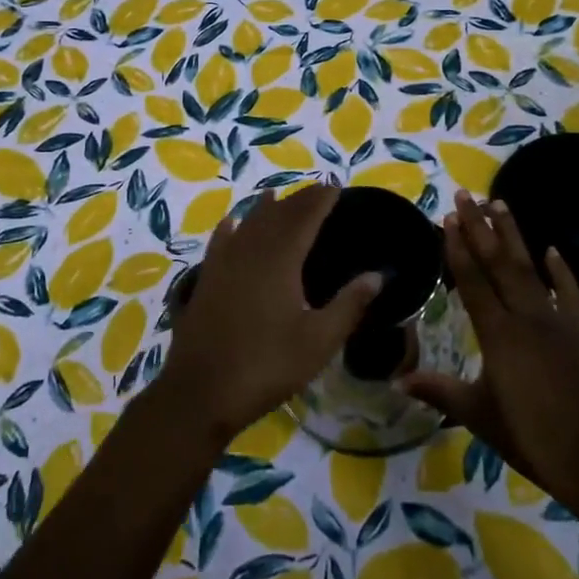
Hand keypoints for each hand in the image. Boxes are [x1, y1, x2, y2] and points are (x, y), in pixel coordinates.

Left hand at [157, 184, 381, 443]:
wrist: (201, 391)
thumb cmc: (267, 366)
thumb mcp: (319, 340)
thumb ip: (349, 304)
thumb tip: (378, 275)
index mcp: (280, 260)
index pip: (304, 217)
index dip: (320, 200)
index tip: (335, 187)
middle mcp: (250, 251)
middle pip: (277, 215)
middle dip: (298, 200)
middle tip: (316, 192)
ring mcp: (223, 264)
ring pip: (247, 224)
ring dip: (265, 209)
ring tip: (277, 196)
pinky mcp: (205, 281)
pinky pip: (220, 243)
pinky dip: (230, 228)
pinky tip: (231, 223)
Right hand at [401, 191, 578, 497]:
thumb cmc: (528, 436)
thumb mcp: (477, 413)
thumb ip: (437, 390)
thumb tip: (396, 380)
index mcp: (498, 334)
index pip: (473, 281)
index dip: (458, 248)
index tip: (447, 218)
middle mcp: (526, 318)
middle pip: (499, 264)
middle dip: (480, 227)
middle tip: (466, 195)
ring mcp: (556, 324)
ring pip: (530, 269)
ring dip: (513, 236)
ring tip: (500, 204)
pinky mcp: (577, 336)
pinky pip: (570, 296)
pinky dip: (562, 272)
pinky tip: (552, 250)